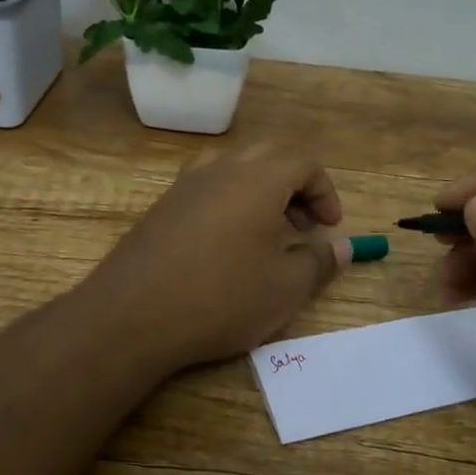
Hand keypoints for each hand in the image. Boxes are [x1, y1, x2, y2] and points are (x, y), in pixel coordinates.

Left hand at [86, 144, 350, 371]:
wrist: (131, 315)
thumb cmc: (221, 298)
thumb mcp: (285, 288)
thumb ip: (320, 262)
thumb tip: (343, 247)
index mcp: (258, 179)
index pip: (304, 164)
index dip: (325, 193)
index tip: (330, 229)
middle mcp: (221, 169)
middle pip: (269, 159)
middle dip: (295, 189)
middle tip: (303, 229)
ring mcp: (185, 185)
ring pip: (234, 170)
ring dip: (260, 193)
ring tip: (266, 235)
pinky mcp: (161, 206)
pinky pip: (206, 189)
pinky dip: (229, 204)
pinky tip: (225, 247)